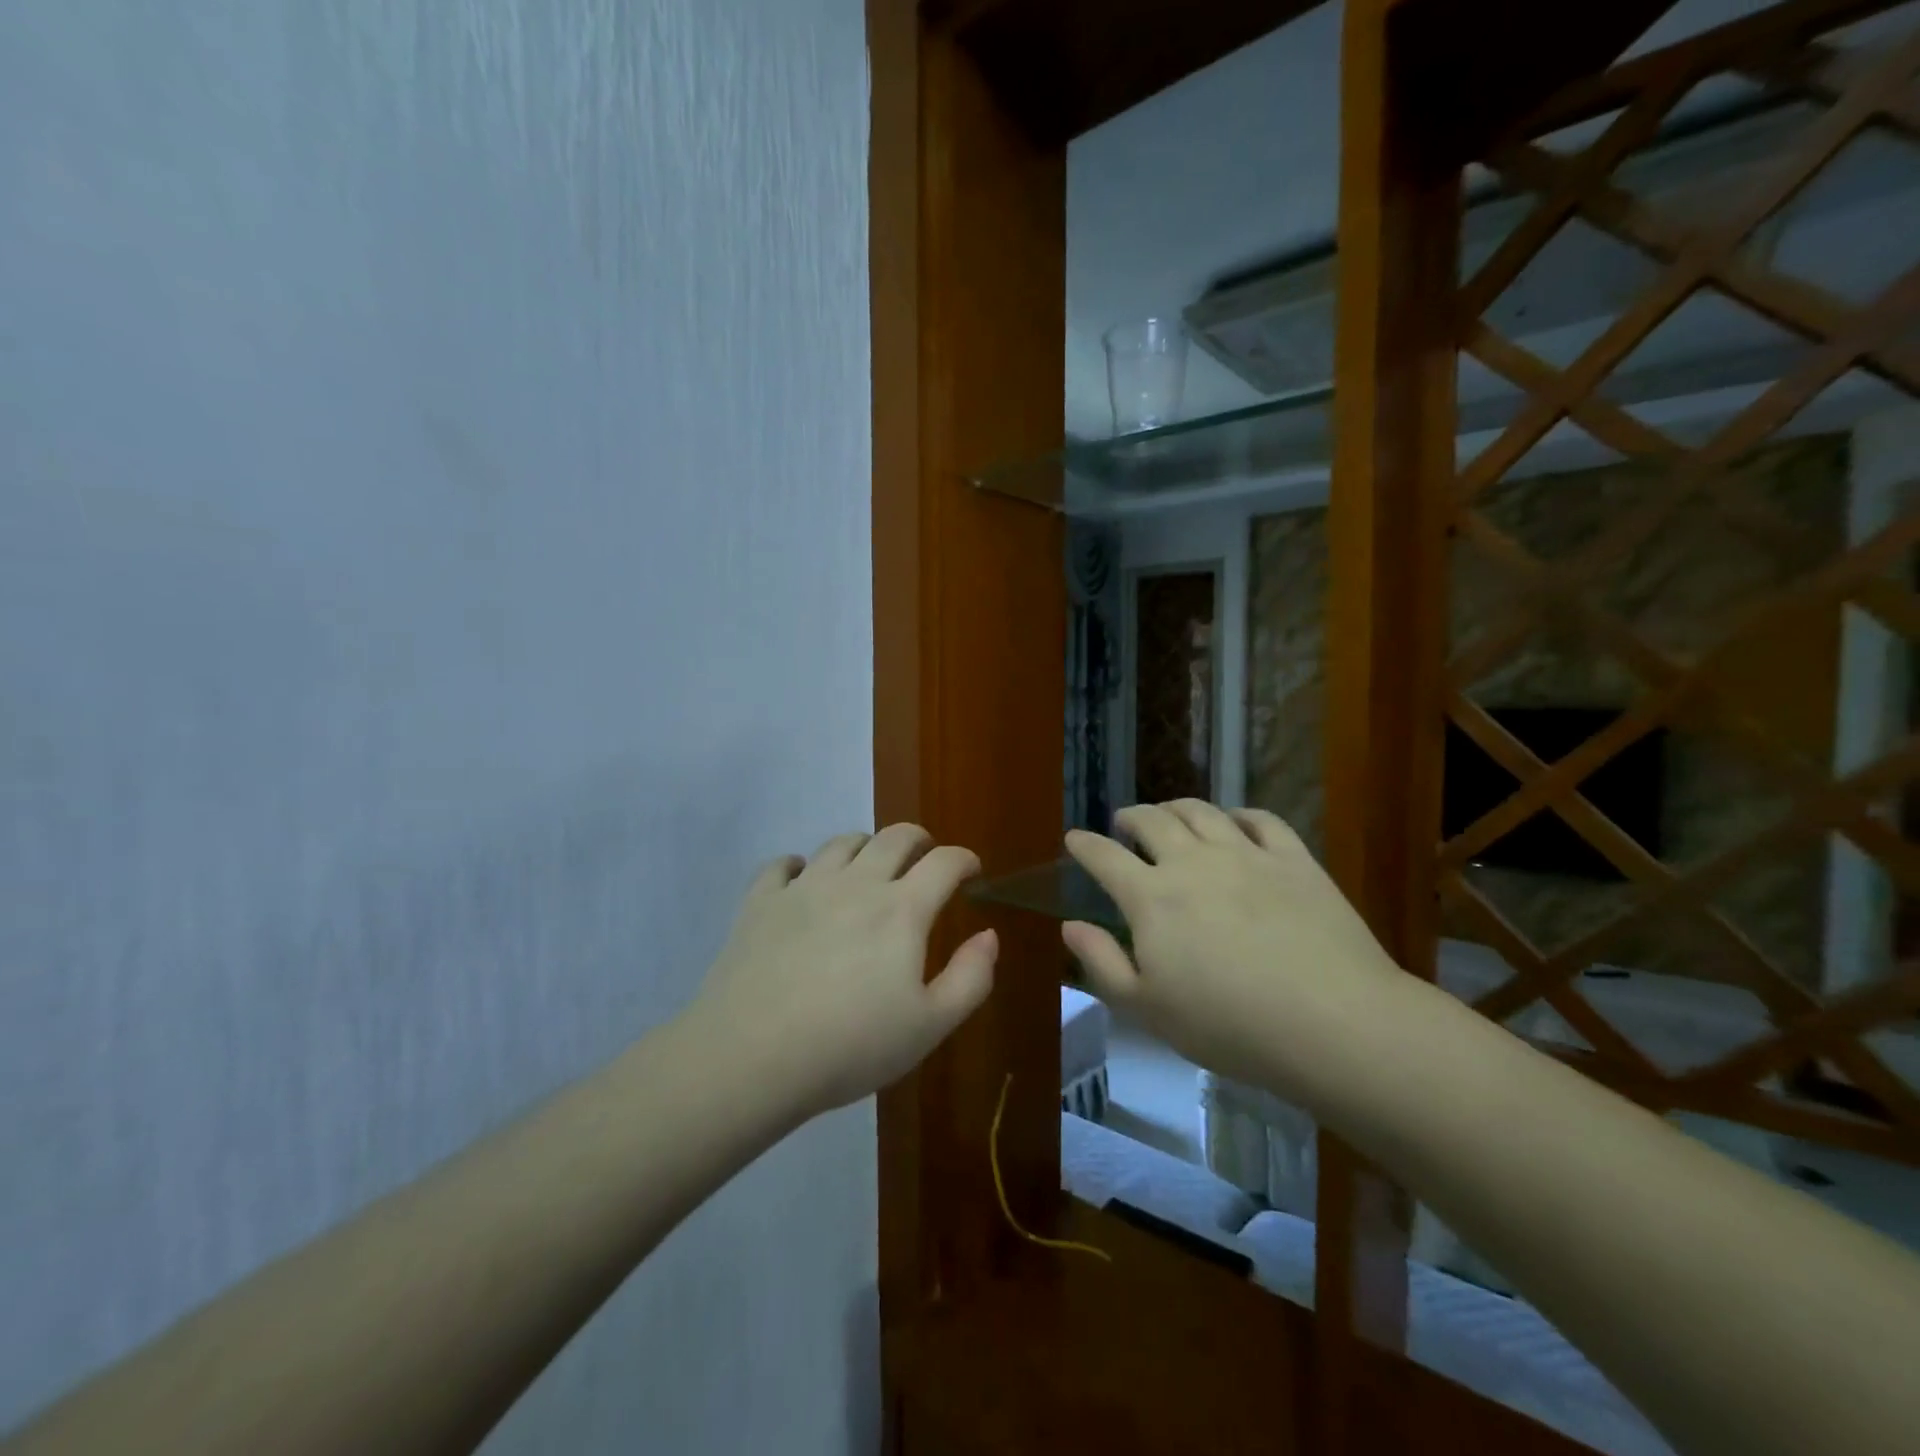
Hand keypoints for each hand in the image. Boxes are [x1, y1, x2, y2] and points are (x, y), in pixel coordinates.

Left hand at [691, 824, 996, 1120]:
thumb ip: (970, 978)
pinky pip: (783, 865)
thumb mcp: (930, 1026)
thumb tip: (989, 935)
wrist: (751, 1056)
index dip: (963, 860)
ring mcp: (804, 887)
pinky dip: (800, 865)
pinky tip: (802, 878)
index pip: (944, 862)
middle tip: (925, 857)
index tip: (972, 870)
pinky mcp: (761, 901)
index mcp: (901, 909)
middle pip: (894, 837)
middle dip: (918, 840)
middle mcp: (856, 883)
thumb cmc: (850, 1045)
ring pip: (842, 843)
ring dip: (866, 846)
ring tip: (870, 865)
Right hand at [1062, 800, 1407, 1105]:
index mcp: (1151, 897)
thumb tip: (1070, 924)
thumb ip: (1102, 962)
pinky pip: (1261, 819)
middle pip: (1152, 821)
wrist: (1333, 1023)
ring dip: (1176, 807)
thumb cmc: (1229, 1026)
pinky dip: (1238, 814)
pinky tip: (1235, 822)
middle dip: (1130, 816)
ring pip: (1201, 811)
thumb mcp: (1147, 1009)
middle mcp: (1192, 862)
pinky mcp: (1293, 859)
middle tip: (1124, 822)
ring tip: (1170, 813)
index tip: (1074, 838)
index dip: (1084, 844)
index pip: (1104, 857)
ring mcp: (1246, 855)